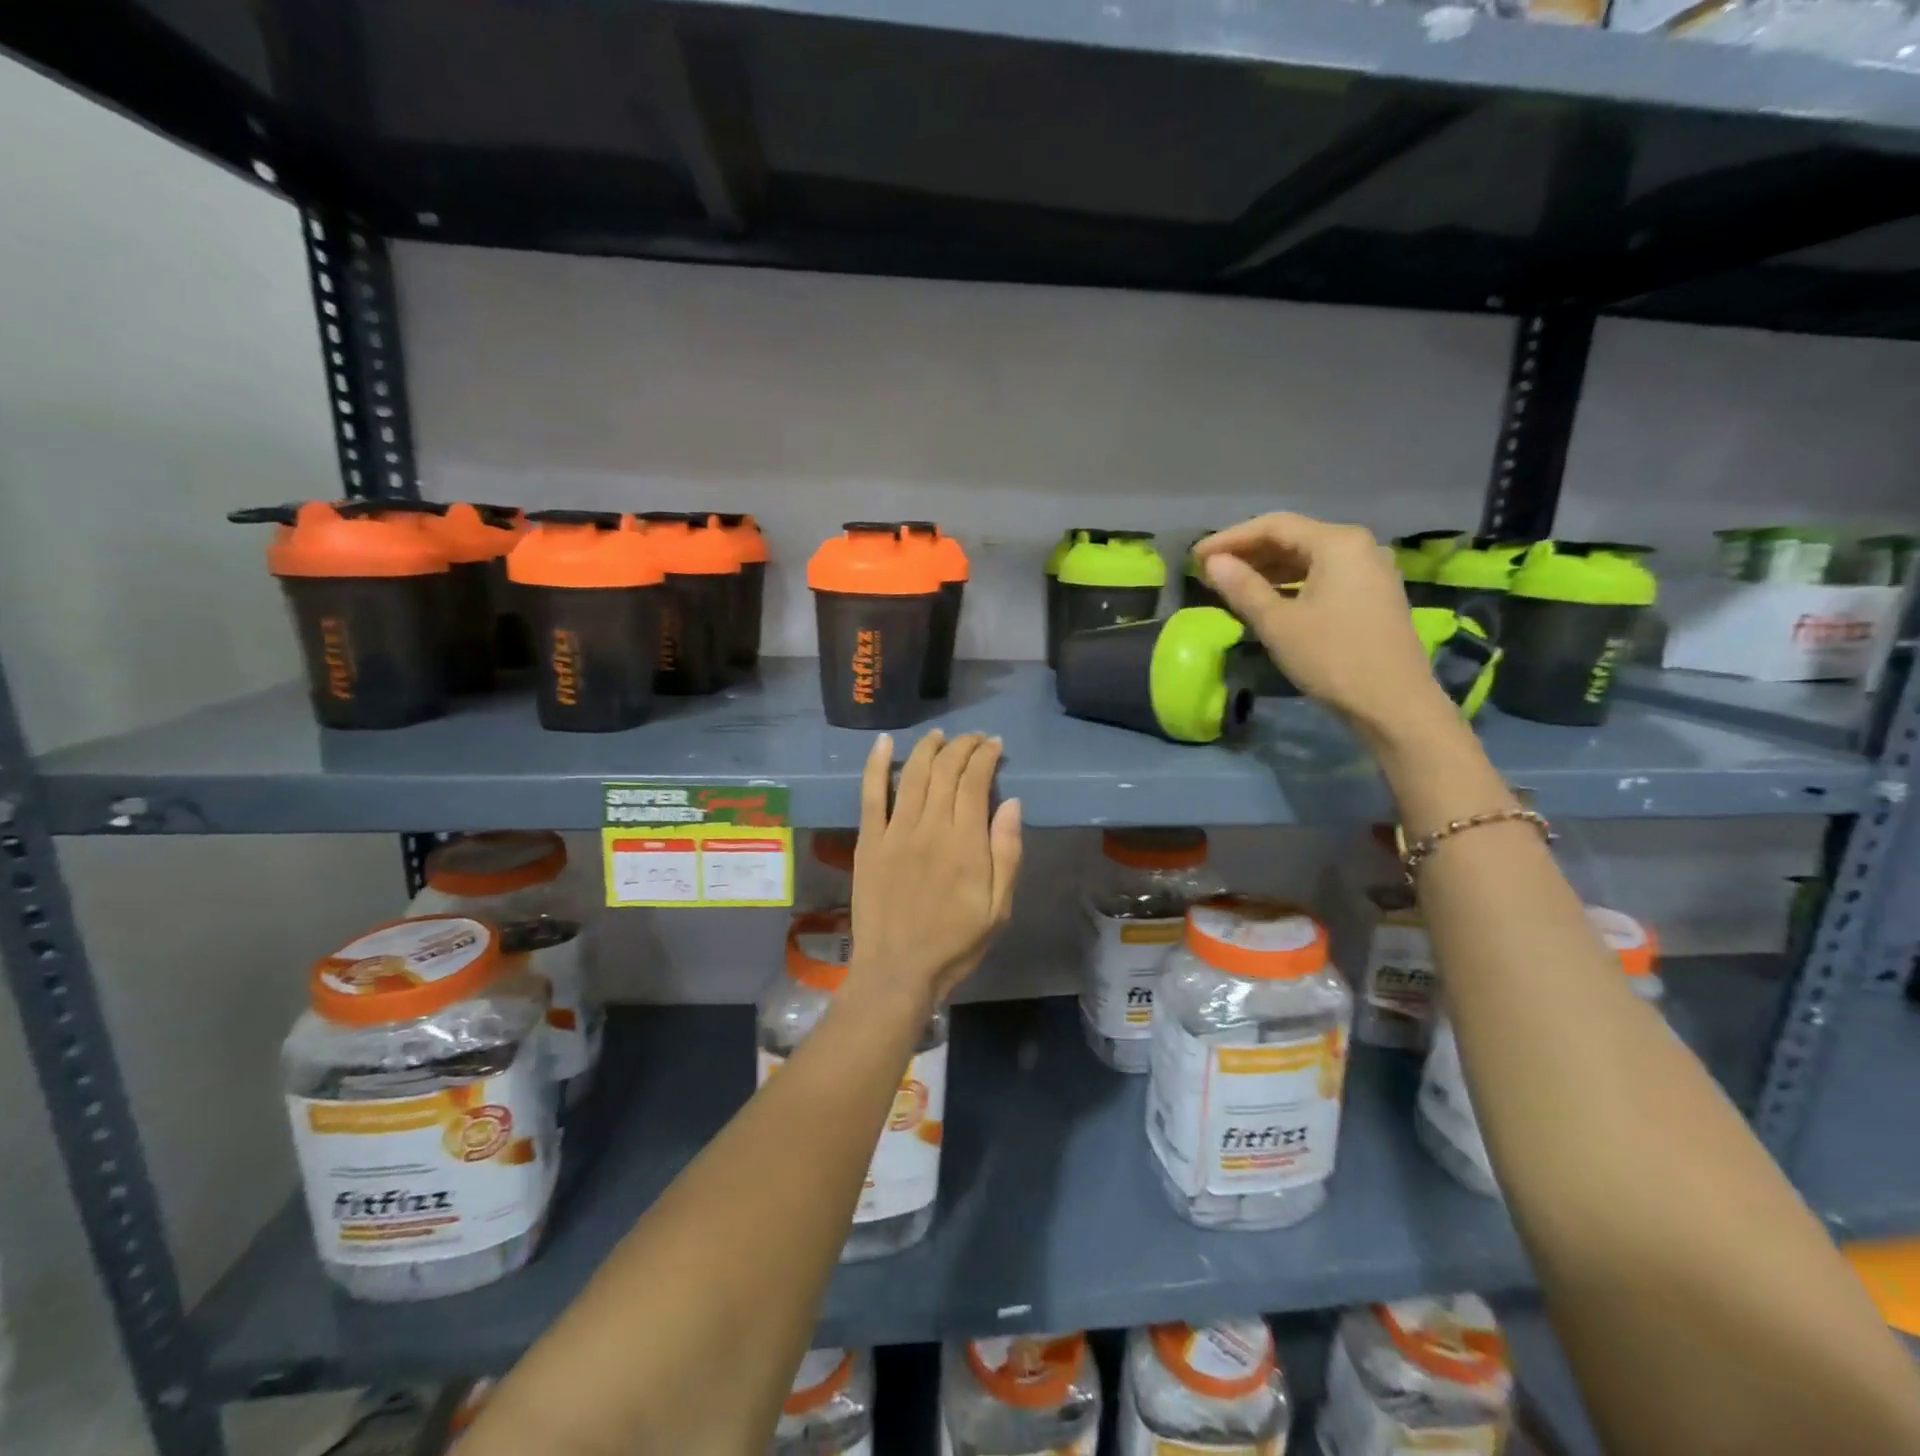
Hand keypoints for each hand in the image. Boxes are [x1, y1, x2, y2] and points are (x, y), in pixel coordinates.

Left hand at [848, 730, 1022, 1004]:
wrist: (898, 971)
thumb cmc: (955, 944)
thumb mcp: (999, 909)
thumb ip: (1007, 853)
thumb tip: (1011, 803)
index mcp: (966, 844)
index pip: (975, 782)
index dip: (985, 756)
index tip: (994, 746)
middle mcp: (930, 828)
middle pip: (945, 771)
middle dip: (962, 747)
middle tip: (974, 739)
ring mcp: (895, 832)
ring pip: (912, 774)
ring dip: (928, 748)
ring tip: (940, 736)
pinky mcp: (869, 842)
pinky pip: (870, 795)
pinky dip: (876, 764)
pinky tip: (884, 742)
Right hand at [1193, 512, 1456, 749]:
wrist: (1394, 705)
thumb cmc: (1331, 658)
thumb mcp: (1277, 623)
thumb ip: (1242, 587)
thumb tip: (1212, 562)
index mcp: (1337, 543)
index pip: (1273, 526)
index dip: (1230, 539)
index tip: (1196, 557)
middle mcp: (1358, 546)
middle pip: (1293, 538)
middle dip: (1248, 553)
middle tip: (1209, 571)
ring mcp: (1370, 570)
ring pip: (1308, 558)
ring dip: (1267, 569)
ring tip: (1231, 585)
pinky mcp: (1372, 595)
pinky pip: (1323, 576)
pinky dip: (1291, 583)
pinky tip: (1267, 600)